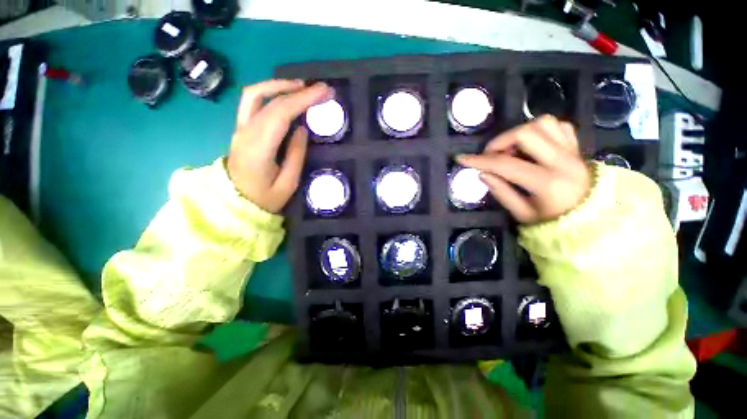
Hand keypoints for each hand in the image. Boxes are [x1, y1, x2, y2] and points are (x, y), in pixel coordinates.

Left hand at [227, 80, 333, 212]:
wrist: (233, 203)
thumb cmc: (264, 198)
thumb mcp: (288, 184)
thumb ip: (296, 155)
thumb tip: (302, 129)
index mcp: (259, 149)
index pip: (280, 114)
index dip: (303, 99)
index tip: (324, 92)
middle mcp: (245, 132)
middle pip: (270, 101)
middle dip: (298, 90)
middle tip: (321, 89)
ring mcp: (240, 128)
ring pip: (255, 94)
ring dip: (279, 85)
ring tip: (302, 86)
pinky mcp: (241, 129)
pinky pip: (252, 102)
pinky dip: (270, 93)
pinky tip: (284, 95)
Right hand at [457, 116, 590, 223]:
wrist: (592, 220)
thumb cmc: (552, 222)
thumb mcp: (522, 214)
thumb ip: (501, 192)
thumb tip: (483, 172)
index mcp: (547, 183)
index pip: (506, 164)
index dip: (480, 160)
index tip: (462, 158)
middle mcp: (563, 161)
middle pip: (526, 133)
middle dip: (500, 141)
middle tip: (491, 155)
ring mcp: (573, 151)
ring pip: (543, 123)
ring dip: (520, 132)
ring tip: (511, 150)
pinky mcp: (577, 147)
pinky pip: (558, 126)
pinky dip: (539, 130)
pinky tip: (531, 145)